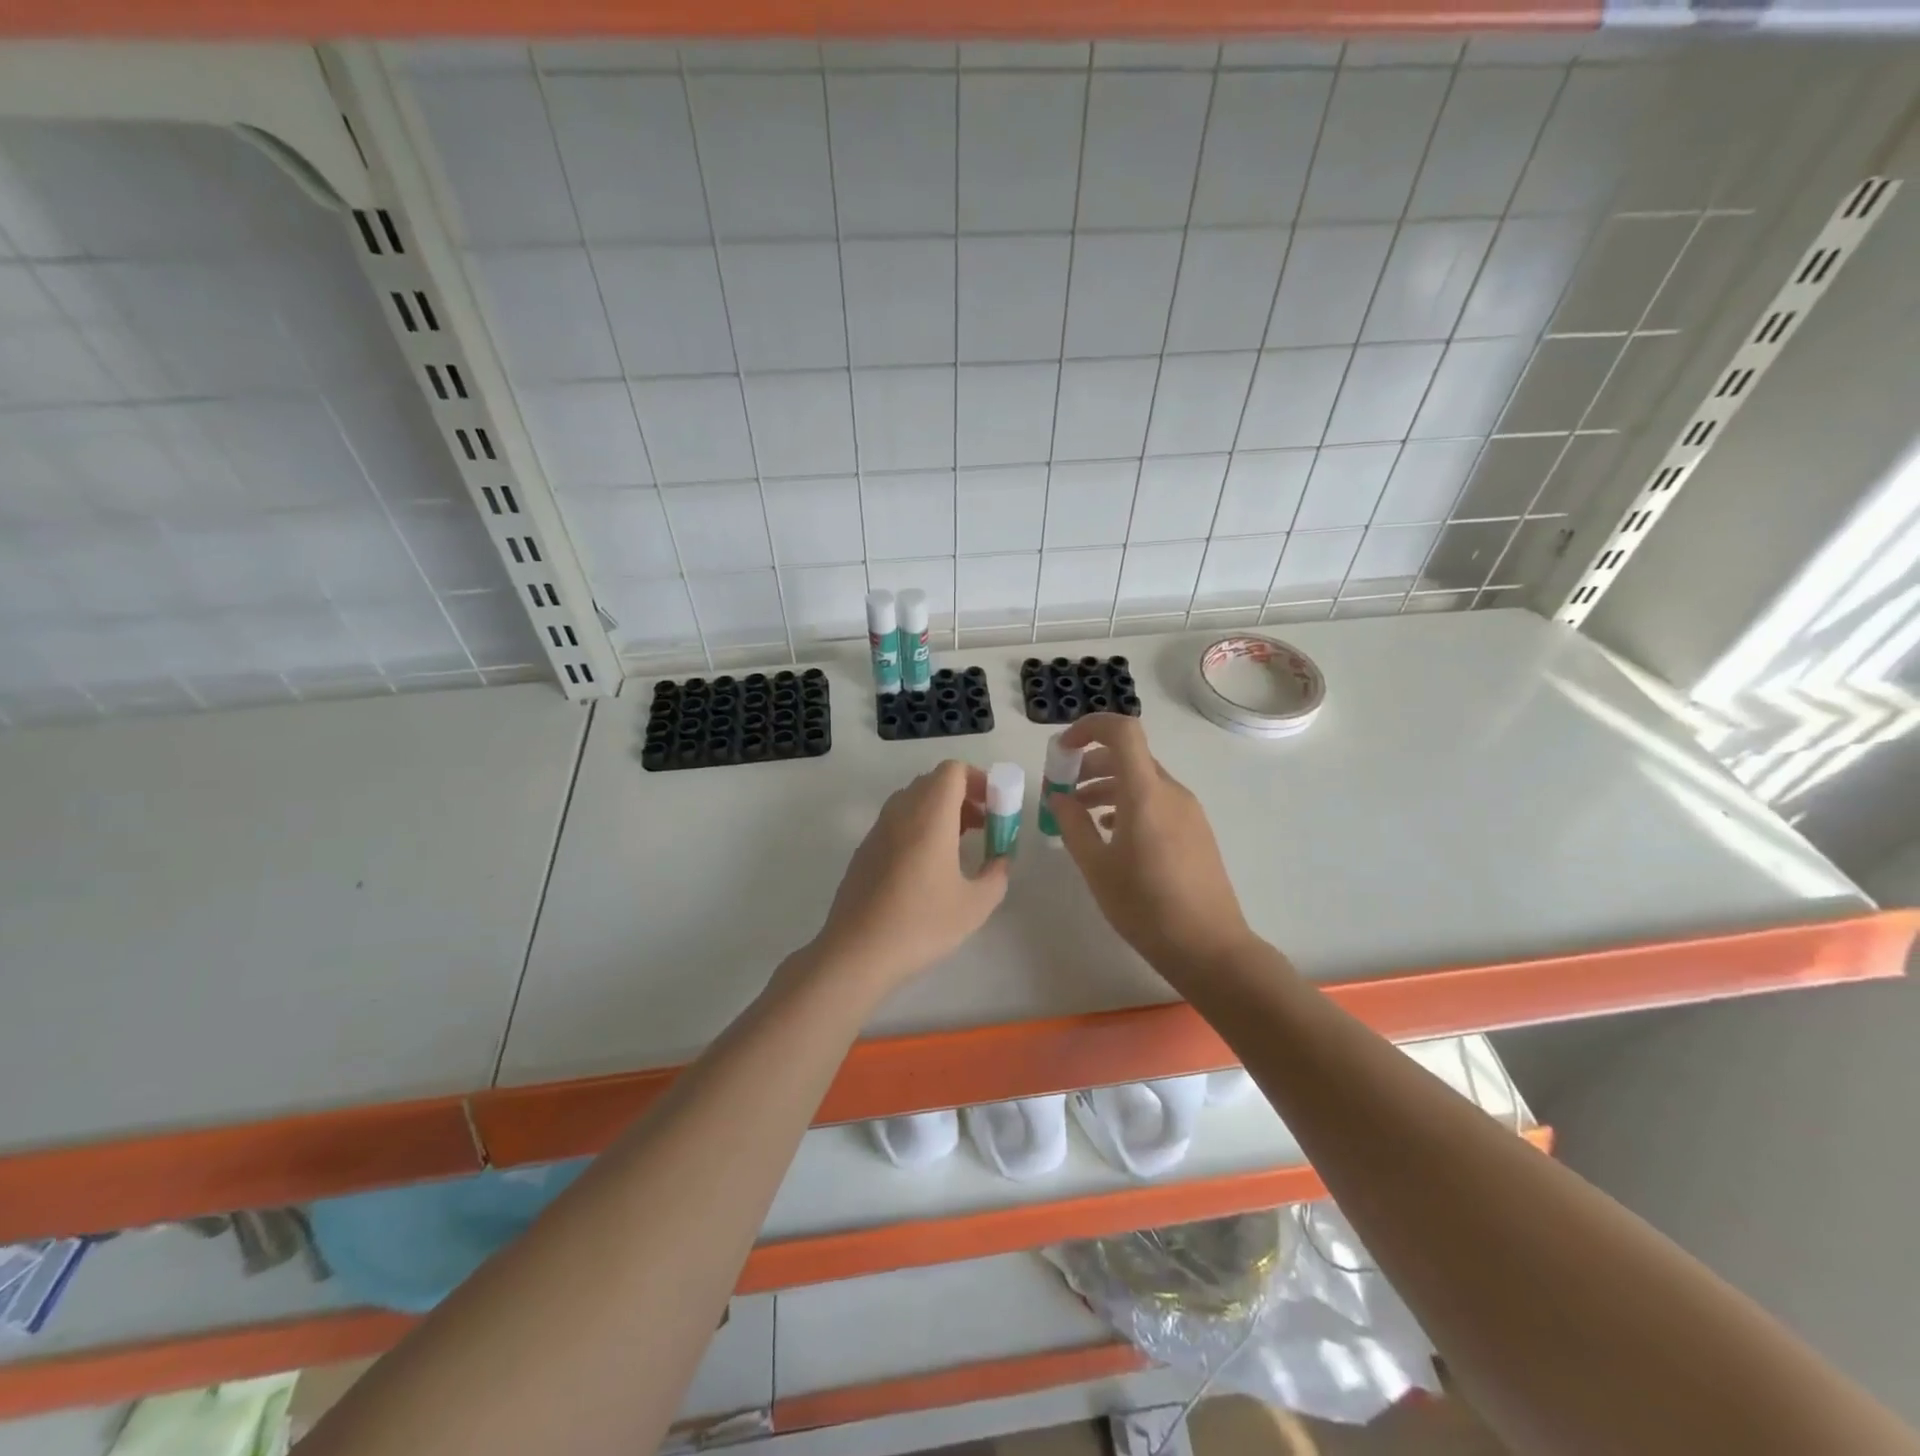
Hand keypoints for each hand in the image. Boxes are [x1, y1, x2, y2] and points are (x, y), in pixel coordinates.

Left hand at [808, 761, 1009, 996]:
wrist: (856, 953)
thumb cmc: (921, 924)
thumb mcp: (975, 905)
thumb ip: (996, 875)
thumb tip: (1000, 860)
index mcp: (929, 815)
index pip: (952, 771)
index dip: (979, 779)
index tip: (995, 807)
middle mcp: (900, 813)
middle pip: (933, 782)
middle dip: (963, 796)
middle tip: (984, 826)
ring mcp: (877, 830)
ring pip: (913, 801)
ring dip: (940, 811)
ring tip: (959, 846)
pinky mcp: (864, 851)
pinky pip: (897, 822)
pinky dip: (919, 827)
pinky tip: (928, 868)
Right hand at [1046, 713, 1253, 977]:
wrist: (1209, 947)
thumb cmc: (1145, 907)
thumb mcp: (1097, 867)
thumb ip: (1073, 825)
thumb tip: (1059, 797)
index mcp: (1145, 793)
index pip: (1123, 731)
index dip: (1089, 727)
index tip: (1062, 750)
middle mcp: (1170, 791)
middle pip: (1129, 755)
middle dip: (1090, 763)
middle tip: (1062, 789)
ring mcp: (1188, 810)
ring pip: (1142, 779)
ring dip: (1107, 785)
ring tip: (1079, 813)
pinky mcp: (1195, 830)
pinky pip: (1157, 800)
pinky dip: (1128, 802)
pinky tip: (1111, 833)